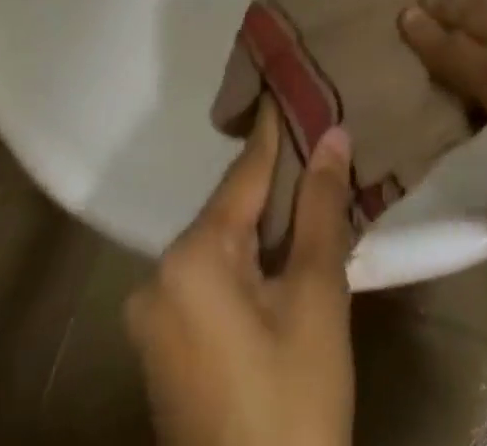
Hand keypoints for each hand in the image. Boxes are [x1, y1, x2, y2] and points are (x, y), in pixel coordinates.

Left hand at [125, 100, 355, 445]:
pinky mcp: (162, 351)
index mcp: (188, 257)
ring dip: (263, 227)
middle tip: (318, 145)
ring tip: (310, 193)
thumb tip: (333, 134)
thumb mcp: (316, 300)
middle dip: (275, 186)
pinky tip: (282, 256)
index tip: (291, 82)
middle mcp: (157, 277)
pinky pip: (209, 281)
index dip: (274, 132)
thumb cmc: (293, 403)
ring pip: (221, 247)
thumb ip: (321, 209)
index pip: (243, 174)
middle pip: (230, 211)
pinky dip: (246, 264)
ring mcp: (154, 319)